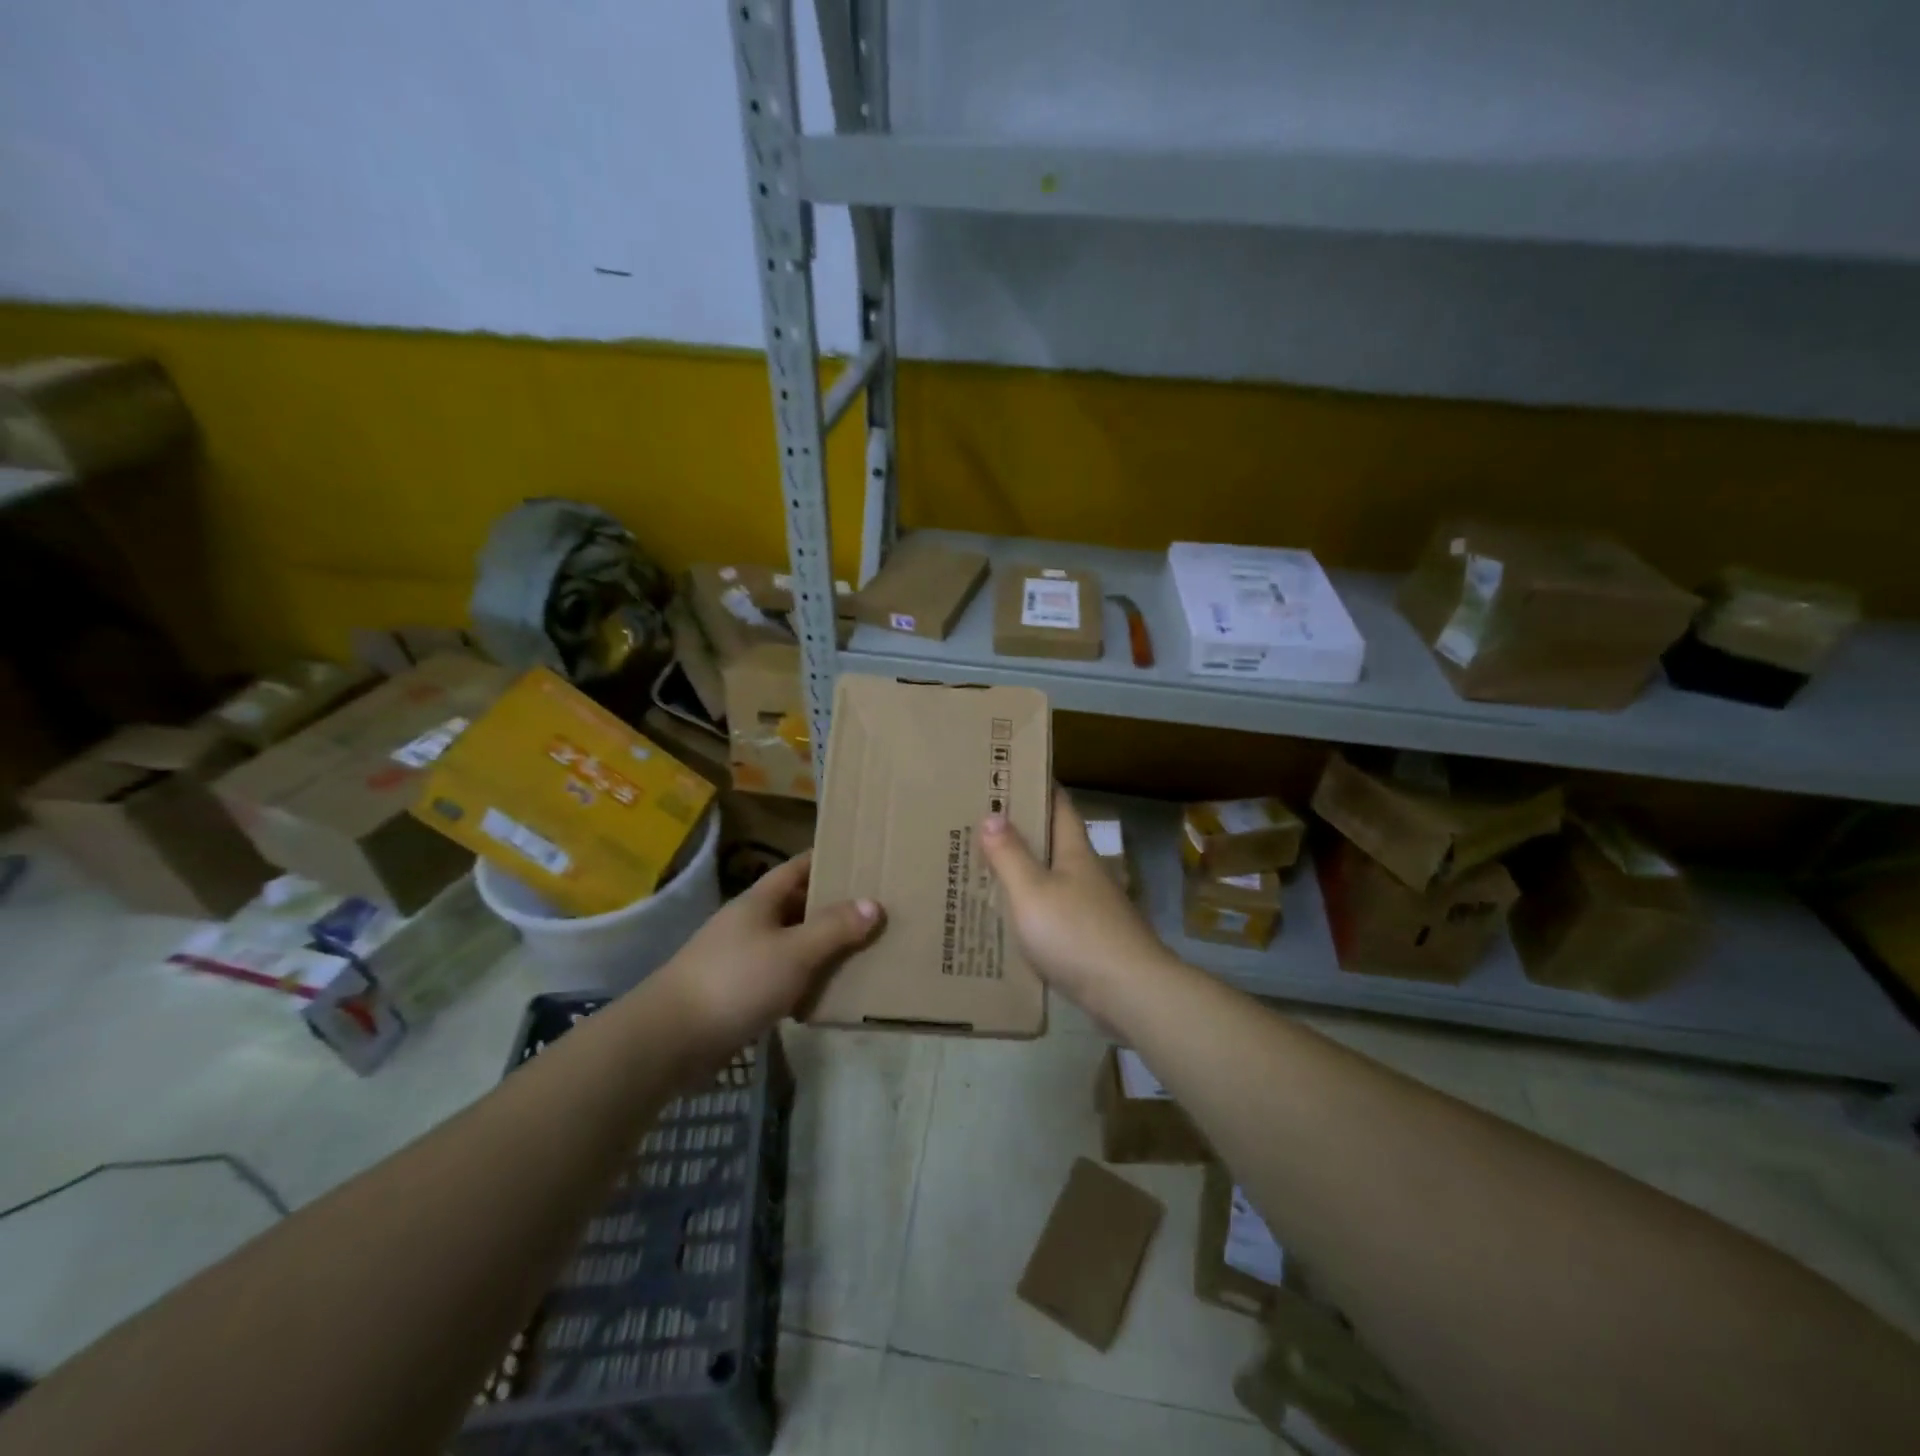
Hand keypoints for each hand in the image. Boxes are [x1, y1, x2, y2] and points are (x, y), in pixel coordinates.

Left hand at [649, 852, 882, 1050]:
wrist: (671, 1039)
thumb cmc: (736, 981)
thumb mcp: (794, 951)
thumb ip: (834, 928)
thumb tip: (874, 903)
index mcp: (760, 900)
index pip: (799, 867)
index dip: (829, 860)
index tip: (864, 859)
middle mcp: (751, 923)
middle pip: (798, 905)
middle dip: (834, 907)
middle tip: (877, 909)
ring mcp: (742, 958)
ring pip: (792, 943)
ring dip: (823, 947)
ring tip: (866, 949)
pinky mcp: (740, 993)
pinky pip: (783, 978)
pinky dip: (806, 981)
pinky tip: (831, 992)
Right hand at [979, 788, 1173, 1021]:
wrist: (1129, 992)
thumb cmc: (1077, 934)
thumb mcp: (1032, 891)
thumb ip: (1010, 855)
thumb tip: (992, 814)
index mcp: (1075, 851)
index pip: (1059, 805)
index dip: (1037, 786)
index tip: (1008, 774)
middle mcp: (1086, 872)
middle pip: (1053, 841)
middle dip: (1021, 830)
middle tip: (979, 822)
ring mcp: (1091, 906)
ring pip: (1051, 877)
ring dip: (1023, 870)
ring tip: (983, 866)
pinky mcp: (1090, 937)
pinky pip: (1053, 911)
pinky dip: (1030, 907)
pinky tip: (1008, 918)